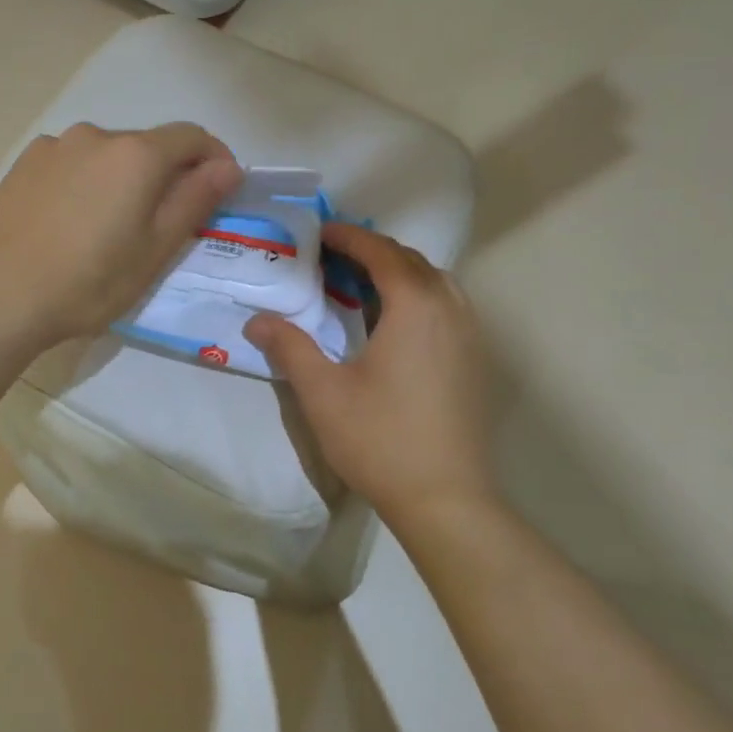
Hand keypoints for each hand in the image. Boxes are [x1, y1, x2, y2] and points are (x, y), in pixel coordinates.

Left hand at [0, 121, 241, 365]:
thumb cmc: (88, 282)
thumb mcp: (154, 250)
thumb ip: (194, 200)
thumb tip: (228, 166)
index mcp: (135, 154)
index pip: (191, 136)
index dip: (214, 159)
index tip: (220, 190)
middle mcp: (95, 135)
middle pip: (147, 145)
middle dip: (166, 175)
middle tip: (162, 224)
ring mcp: (53, 146)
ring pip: (106, 155)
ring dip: (122, 179)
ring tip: (109, 228)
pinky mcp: (23, 164)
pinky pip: (71, 163)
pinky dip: (86, 182)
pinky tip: (70, 222)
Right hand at [244, 223, 500, 534]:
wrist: (445, 499)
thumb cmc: (379, 439)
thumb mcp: (322, 392)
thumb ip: (289, 347)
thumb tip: (256, 320)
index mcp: (416, 307)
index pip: (382, 254)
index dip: (349, 238)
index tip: (320, 232)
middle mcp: (451, 309)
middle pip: (412, 262)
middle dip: (373, 251)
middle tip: (332, 257)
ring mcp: (471, 335)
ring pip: (435, 283)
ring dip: (398, 273)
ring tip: (359, 284)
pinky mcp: (476, 360)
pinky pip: (447, 307)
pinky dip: (417, 296)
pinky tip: (392, 322)